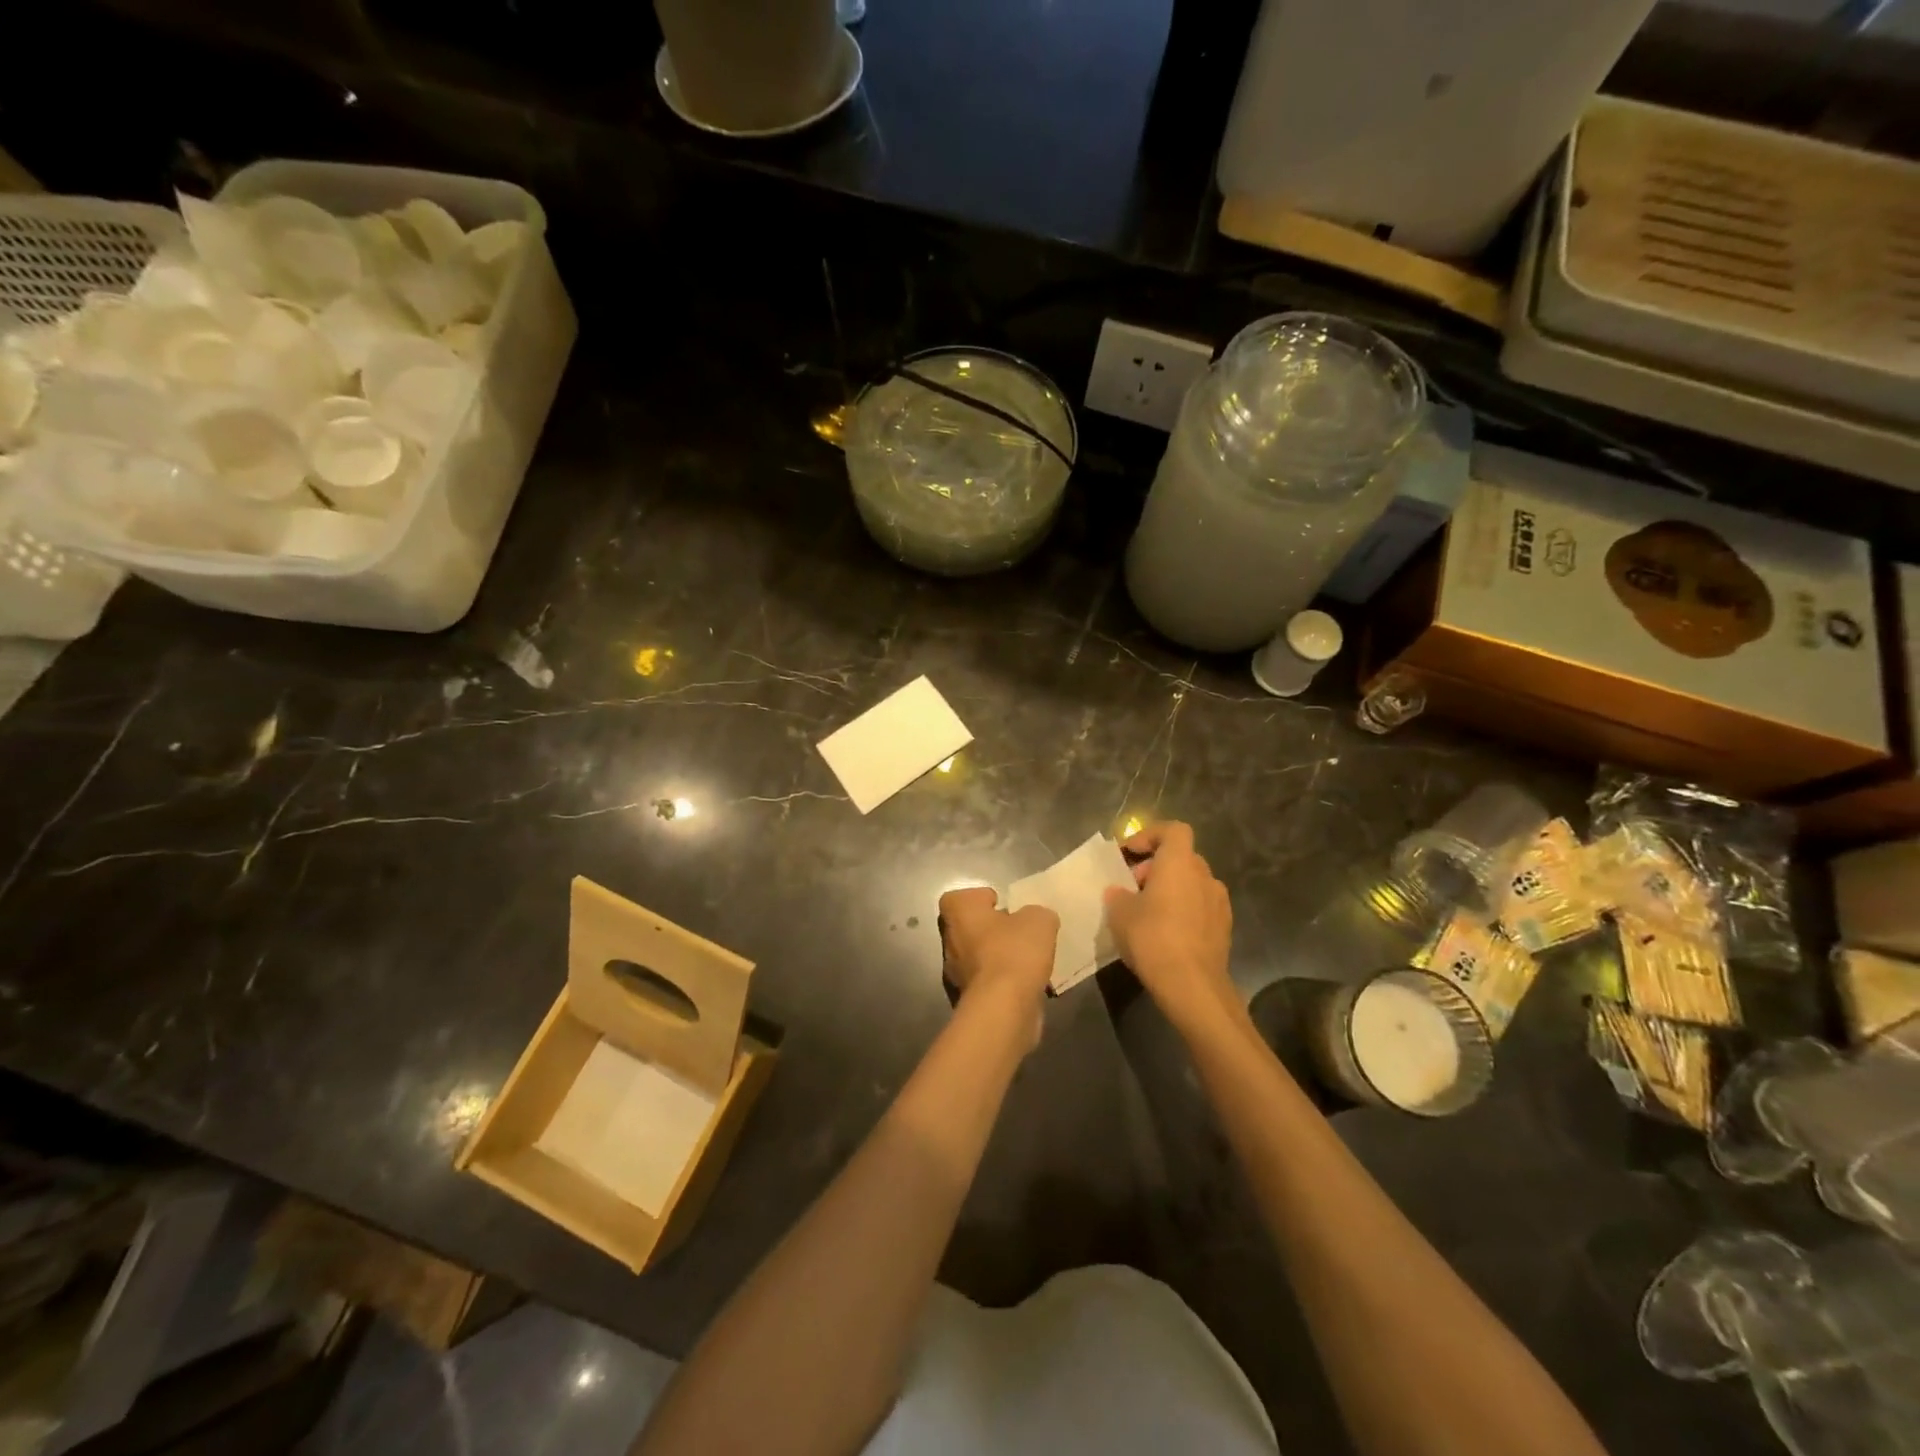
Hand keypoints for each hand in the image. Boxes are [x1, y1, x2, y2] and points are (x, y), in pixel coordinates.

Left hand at [938, 887, 1058, 1048]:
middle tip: (1019, 934)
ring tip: (1028, 962)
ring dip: (998, 958)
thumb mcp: (1039, 920)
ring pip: (977, 958)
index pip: (960, 898)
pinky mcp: (967, 1000)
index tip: (1002, 905)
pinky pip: (987, 983)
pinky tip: (1025, 985)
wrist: (1003, 1008)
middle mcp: (950, 940)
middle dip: (993, 930)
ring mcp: (954, 973)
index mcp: (959, 913)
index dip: (981, 899)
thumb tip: (1034, 920)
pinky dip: (1002, 983)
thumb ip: (1037, 914)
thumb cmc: (1014, 952)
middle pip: (969, 928)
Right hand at [1103, 821, 1238, 1035]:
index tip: (1128, 854)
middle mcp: (1205, 875)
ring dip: (1171, 889)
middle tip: (1131, 887)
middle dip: (1155, 867)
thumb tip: (1119, 892)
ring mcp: (1219, 902)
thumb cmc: (1152, 938)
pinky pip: (1200, 907)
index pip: (1172, 830)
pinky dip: (1184, 910)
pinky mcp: (1224, 928)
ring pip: (1191, 883)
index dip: (1149, 835)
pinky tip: (1167, 933)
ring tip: (1148, 912)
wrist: (1192, 985)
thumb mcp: (1120, 913)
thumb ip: (1118, 895)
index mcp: (1180, 862)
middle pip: (1180, 857)